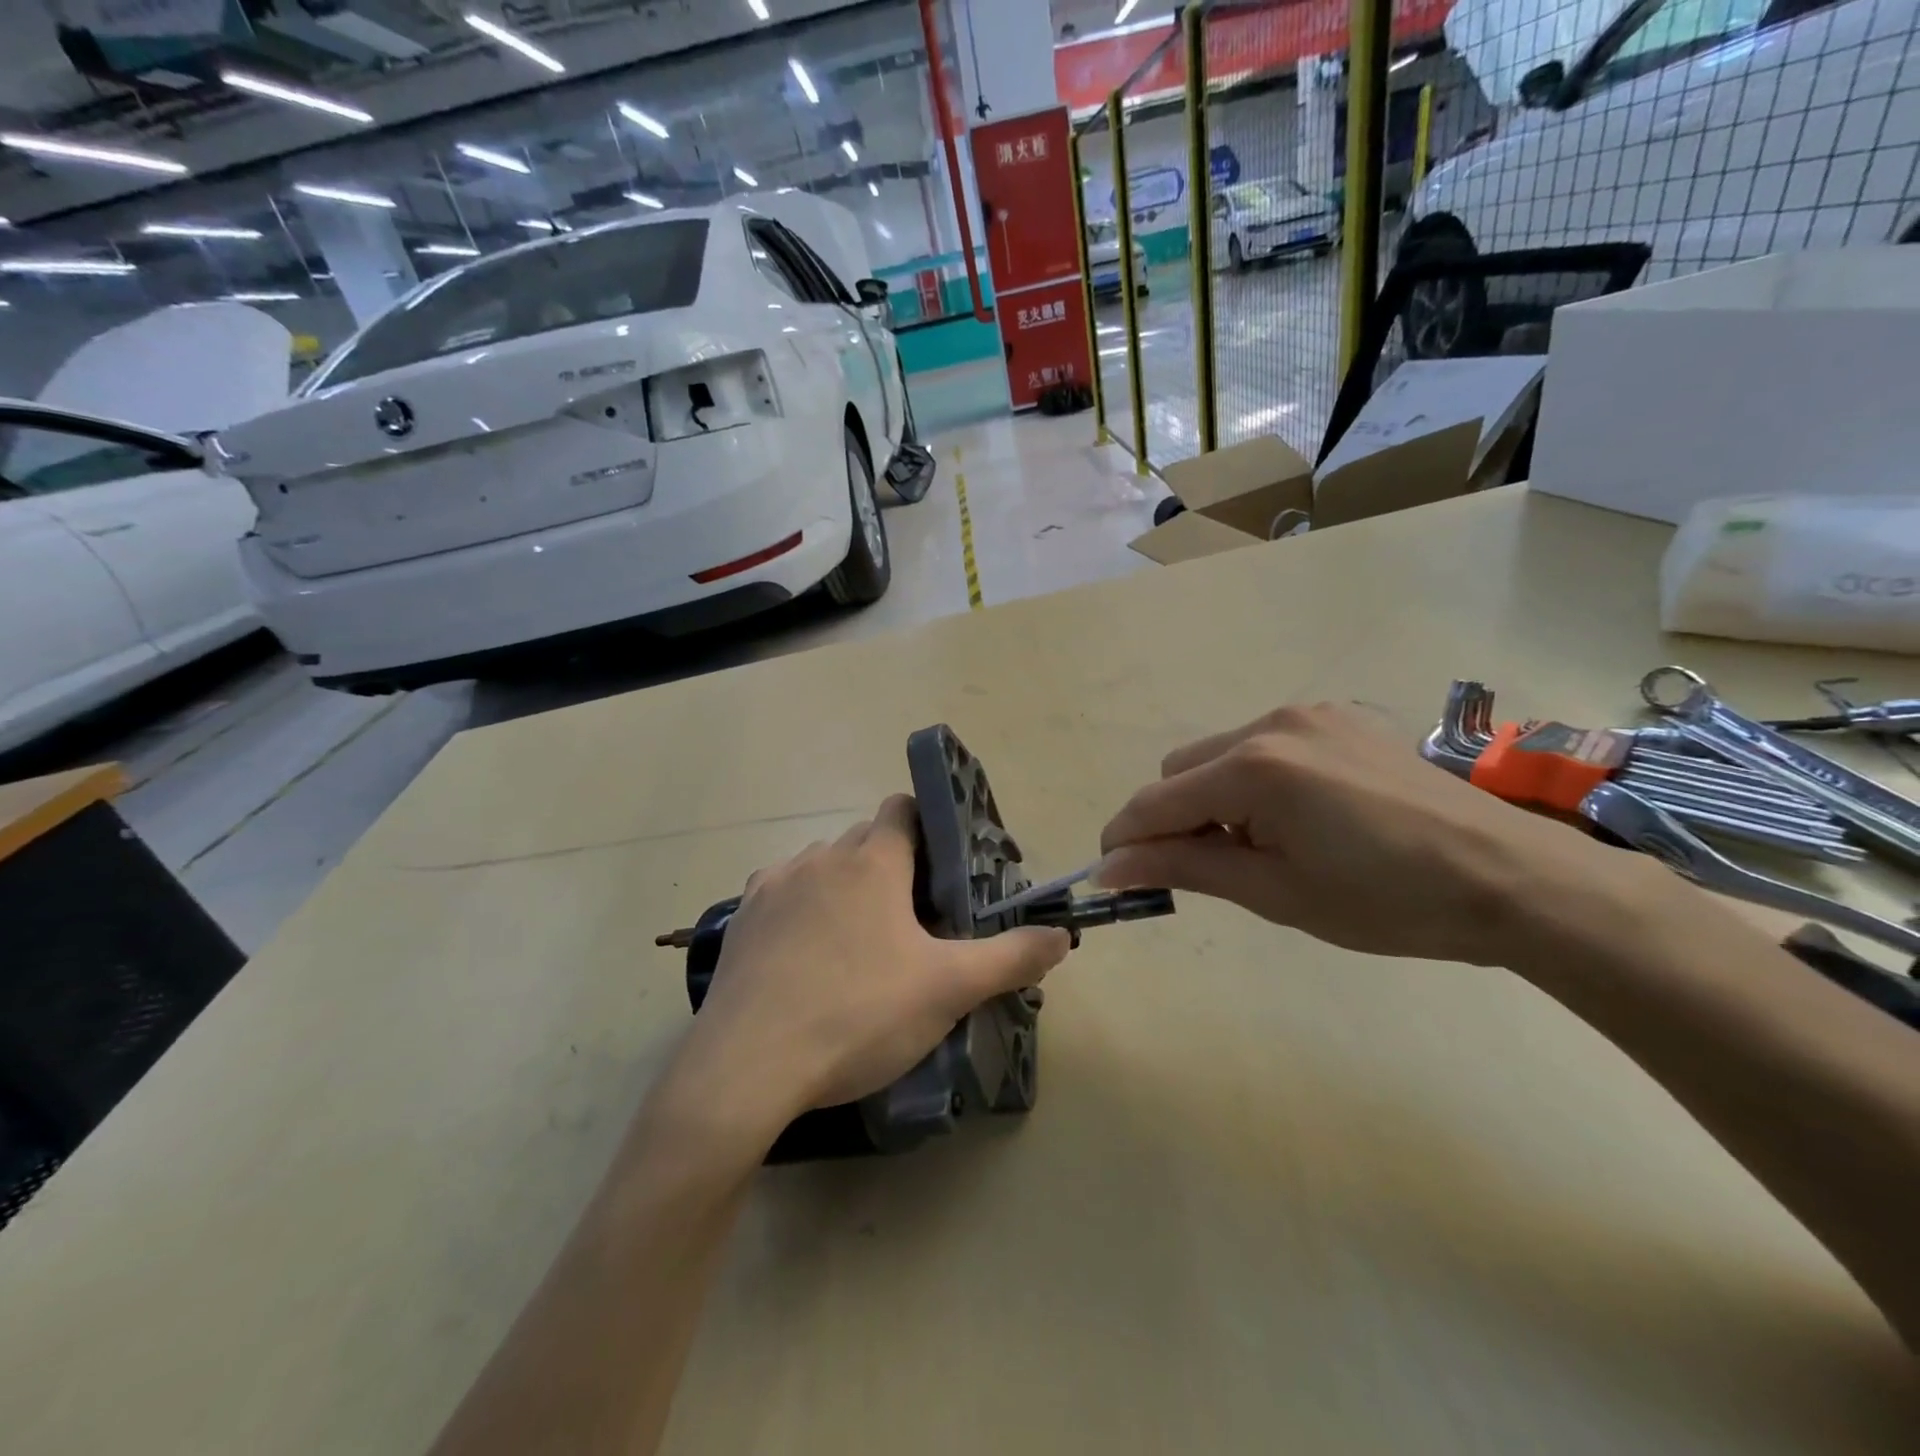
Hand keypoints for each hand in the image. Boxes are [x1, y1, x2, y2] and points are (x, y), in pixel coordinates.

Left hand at [687, 795, 1071, 1129]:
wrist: (749, 1065)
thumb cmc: (859, 1013)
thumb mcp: (949, 989)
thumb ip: (1011, 957)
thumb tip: (1062, 936)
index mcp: (873, 860)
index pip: (904, 808)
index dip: (929, 829)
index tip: (946, 872)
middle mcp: (821, 856)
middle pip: (866, 839)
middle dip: (893, 866)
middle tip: (915, 919)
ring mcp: (774, 884)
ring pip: (823, 864)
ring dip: (846, 885)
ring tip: (860, 940)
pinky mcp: (741, 917)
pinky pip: (782, 892)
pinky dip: (802, 907)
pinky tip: (808, 954)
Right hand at [1095, 701, 1629, 965]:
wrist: (1511, 877)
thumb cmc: (1386, 901)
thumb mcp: (1274, 892)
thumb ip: (1183, 867)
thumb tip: (1110, 868)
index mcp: (1253, 769)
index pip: (1155, 802)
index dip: (1125, 842)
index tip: (1117, 878)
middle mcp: (1270, 724)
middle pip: (1180, 769)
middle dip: (1176, 817)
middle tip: (1213, 868)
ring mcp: (1308, 714)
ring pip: (1220, 753)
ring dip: (1216, 797)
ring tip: (1268, 843)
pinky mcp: (1339, 717)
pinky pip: (1265, 744)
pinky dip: (1256, 780)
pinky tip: (1304, 815)